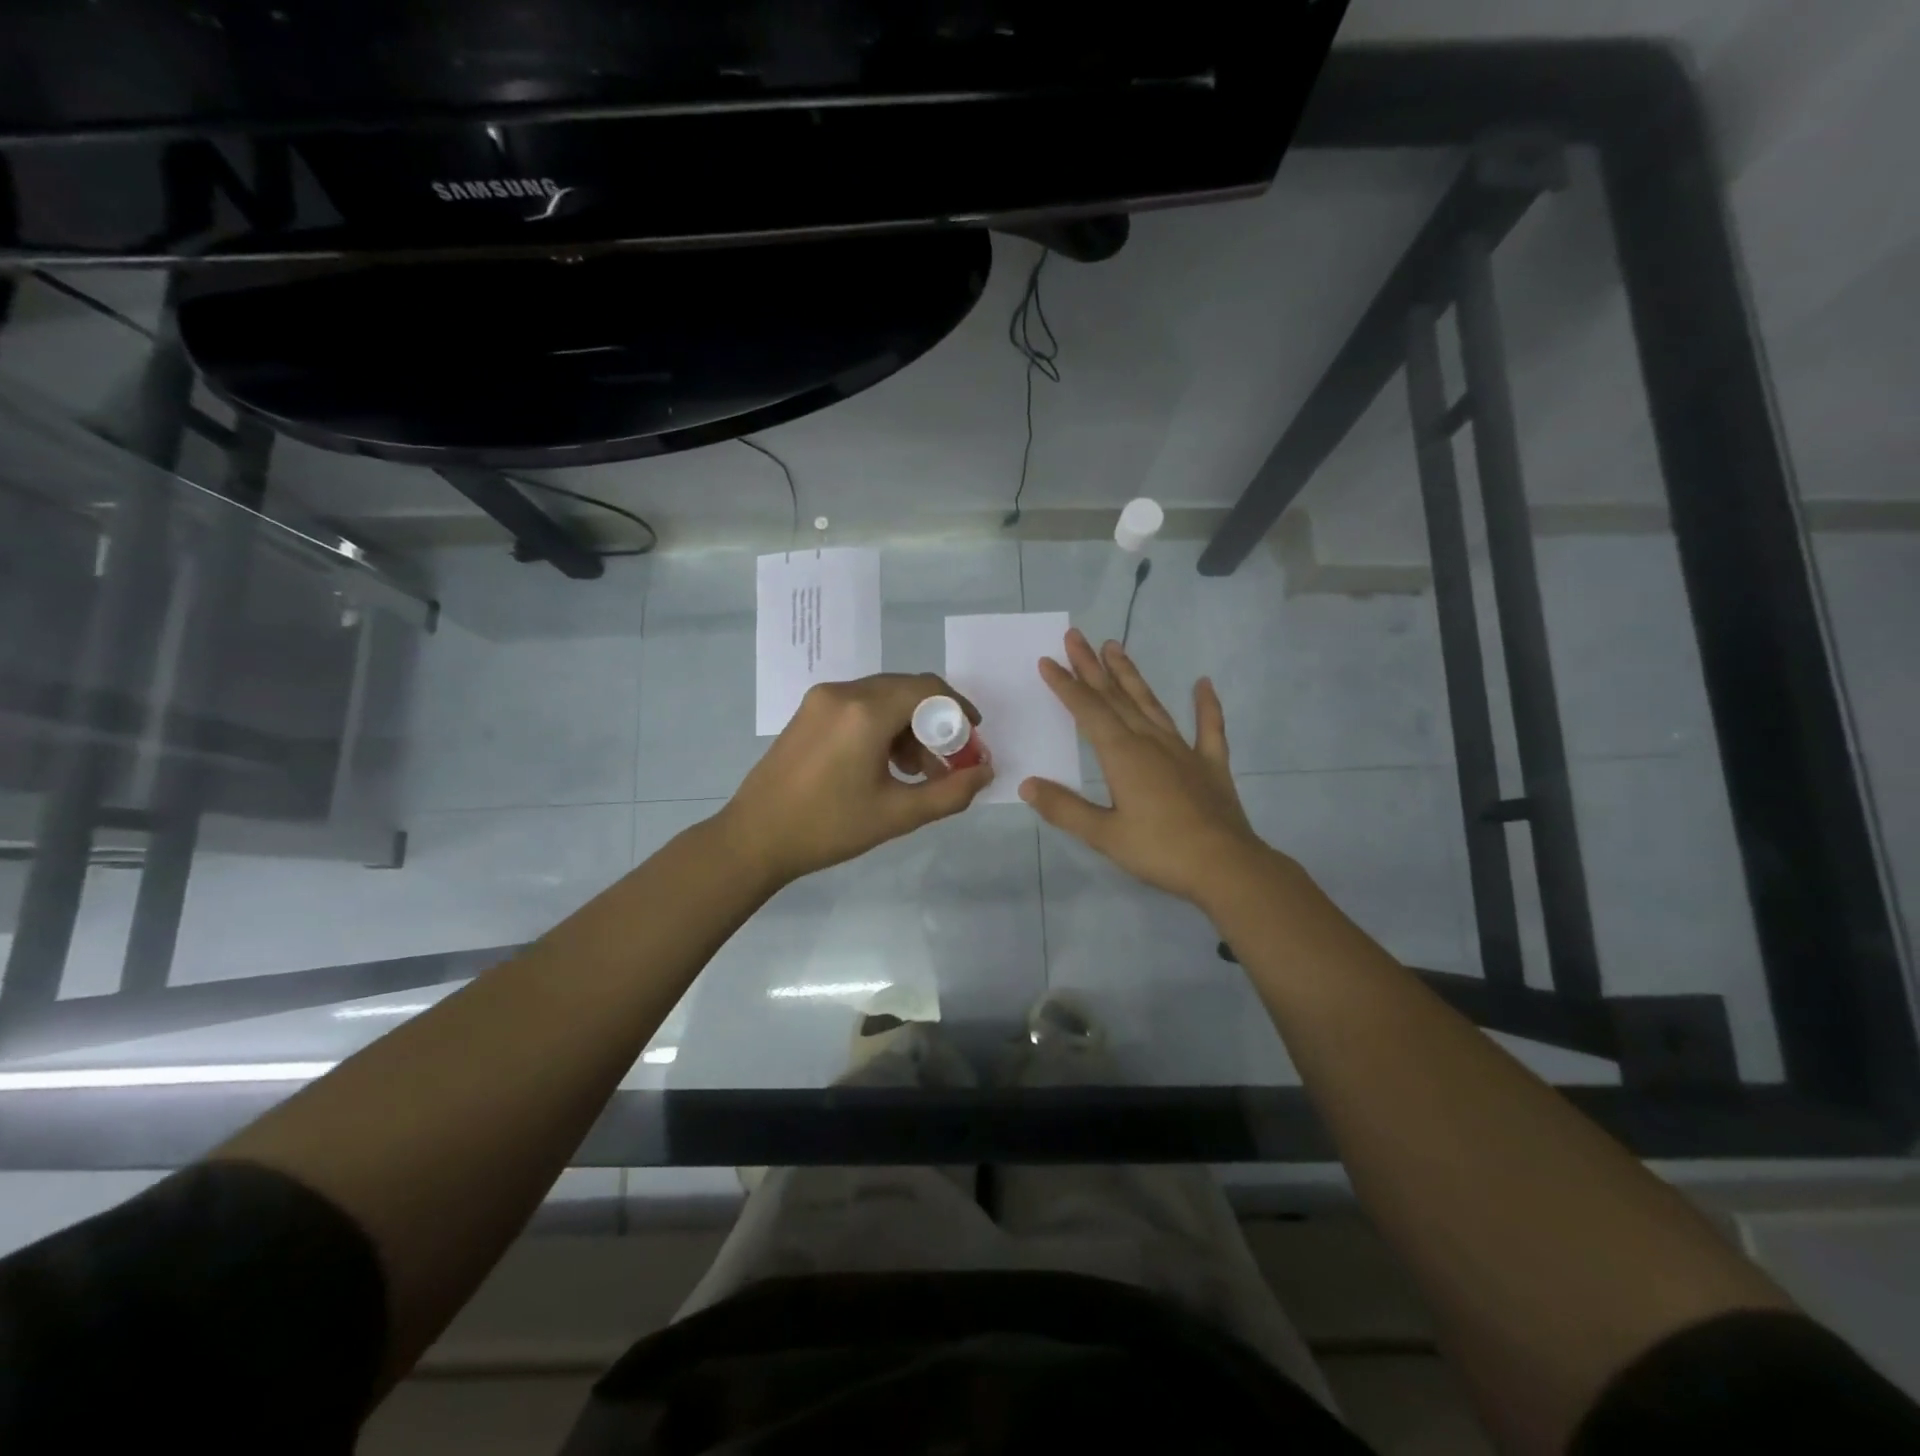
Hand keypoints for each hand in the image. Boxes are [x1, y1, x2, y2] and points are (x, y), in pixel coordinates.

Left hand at [716, 673, 992, 888]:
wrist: (754, 838)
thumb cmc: (829, 828)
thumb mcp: (898, 815)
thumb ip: (950, 792)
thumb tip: (986, 772)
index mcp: (865, 712)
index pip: (928, 689)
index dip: (959, 709)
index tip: (973, 737)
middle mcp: (843, 693)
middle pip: (906, 690)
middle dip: (935, 722)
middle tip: (947, 761)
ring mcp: (821, 699)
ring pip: (882, 697)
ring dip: (908, 725)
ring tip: (916, 770)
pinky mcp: (808, 712)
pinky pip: (859, 705)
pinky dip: (882, 725)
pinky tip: (885, 763)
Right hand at [1020, 628, 1274, 902]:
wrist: (1226, 867)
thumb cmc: (1160, 851)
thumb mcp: (1104, 835)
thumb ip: (1065, 808)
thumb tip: (1027, 785)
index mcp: (1122, 755)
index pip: (1088, 711)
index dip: (1066, 685)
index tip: (1048, 661)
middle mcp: (1150, 742)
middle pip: (1116, 697)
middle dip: (1092, 667)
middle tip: (1076, 636)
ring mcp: (1183, 750)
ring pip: (1151, 704)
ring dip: (1131, 676)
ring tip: (1115, 647)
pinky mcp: (1211, 765)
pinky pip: (1209, 728)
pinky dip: (1206, 705)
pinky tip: (1204, 684)